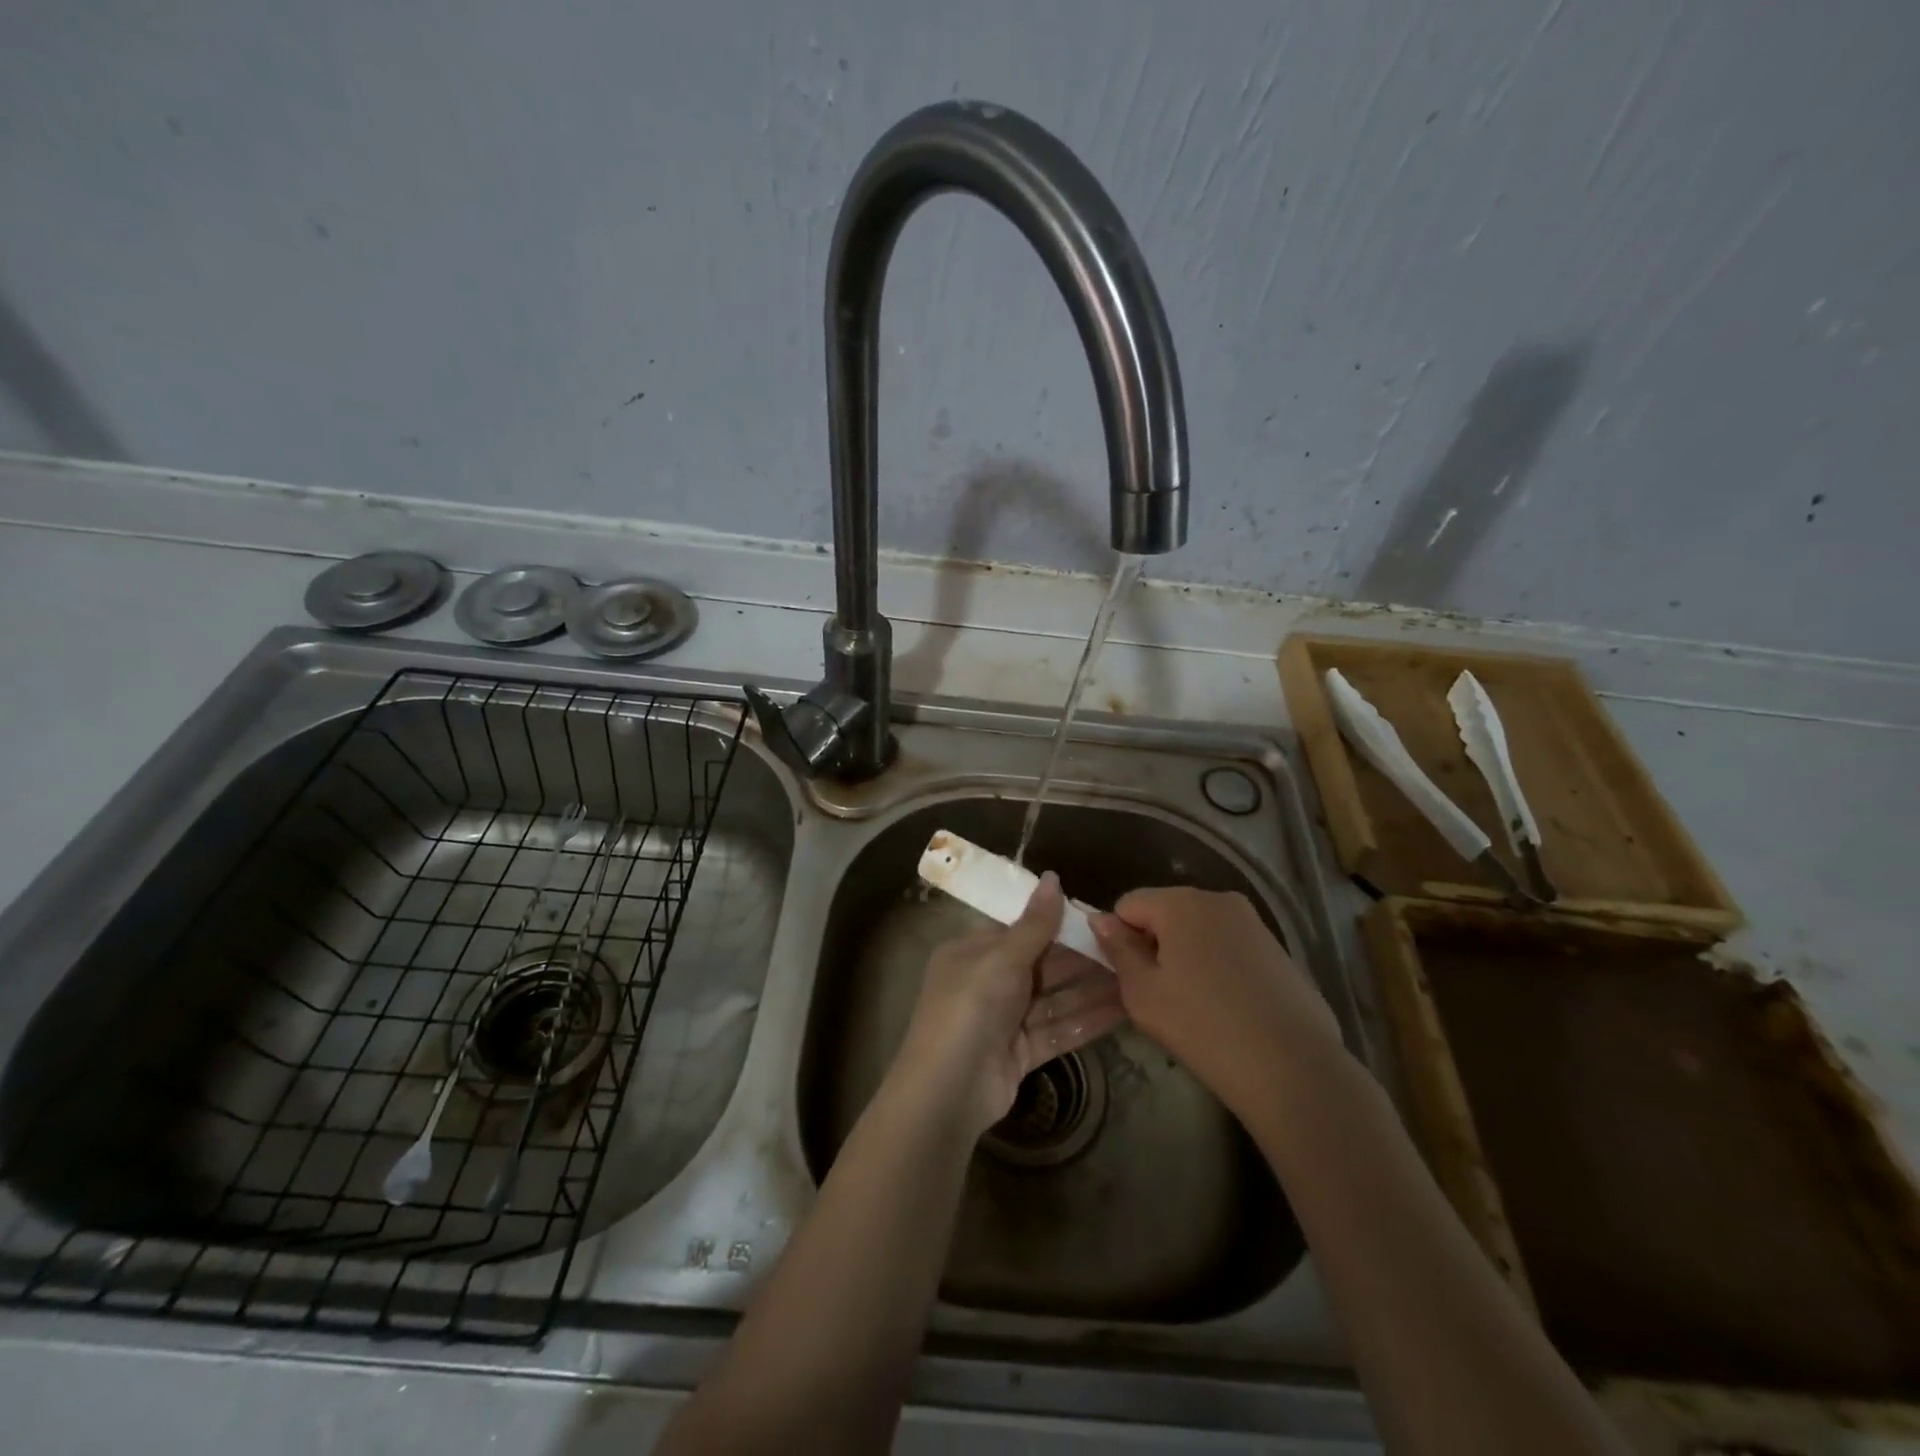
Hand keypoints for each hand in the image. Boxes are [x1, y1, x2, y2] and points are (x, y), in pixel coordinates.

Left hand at [893, 872, 1126, 1136]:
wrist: (948, 1092)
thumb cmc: (970, 1008)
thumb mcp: (1001, 958)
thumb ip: (1034, 924)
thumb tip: (1054, 877)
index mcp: (972, 952)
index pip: (1019, 930)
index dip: (1056, 922)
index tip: (1097, 916)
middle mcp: (987, 982)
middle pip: (1041, 965)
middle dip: (1081, 958)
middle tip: (1127, 948)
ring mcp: (1004, 1020)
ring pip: (1054, 999)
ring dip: (1091, 990)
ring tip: (1136, 978)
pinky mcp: (1021, 1052)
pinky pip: (1058, 1029)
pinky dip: (1086, 1020)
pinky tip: (1123, 1010)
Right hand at [1091, 888, 1344, 1119]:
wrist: (1292, 1067)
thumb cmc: (1203, 1027)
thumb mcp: (1143, 993)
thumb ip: (1118, 949)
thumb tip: (1100, 920)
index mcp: (1180, 902)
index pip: (1128, 904)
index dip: (1119, 938)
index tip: (1128, 977)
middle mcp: (1217, 899)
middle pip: (1165, 912)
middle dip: (1155, 944)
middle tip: (1159, 994)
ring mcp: (1253, 921)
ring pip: (1199, 930)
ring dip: (1187, 956)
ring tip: (1194, 1004)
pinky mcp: (1277, 947)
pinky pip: (1229, 946)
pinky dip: (1218, 966)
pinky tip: (1228, 1007)